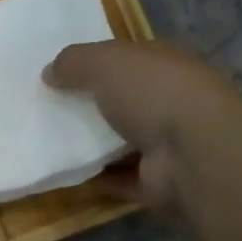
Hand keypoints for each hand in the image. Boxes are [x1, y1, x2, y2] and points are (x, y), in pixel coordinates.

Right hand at [45, 39, 239, 211]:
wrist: (192, 153)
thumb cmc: (152, 93)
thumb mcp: (105, 62)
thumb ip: (74, 62)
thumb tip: (48, 72)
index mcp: (164, 64)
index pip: (129, 59)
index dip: (97, 64)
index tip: (61, 75)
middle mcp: (169, 100)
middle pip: (125, 102)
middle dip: (93, 106)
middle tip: (50, 112)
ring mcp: (167, 144)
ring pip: (123, 142)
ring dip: (94, 146)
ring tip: (52, 146)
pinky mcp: (158, 181)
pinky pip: (121, 179)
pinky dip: (99, 179)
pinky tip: (69, 176)